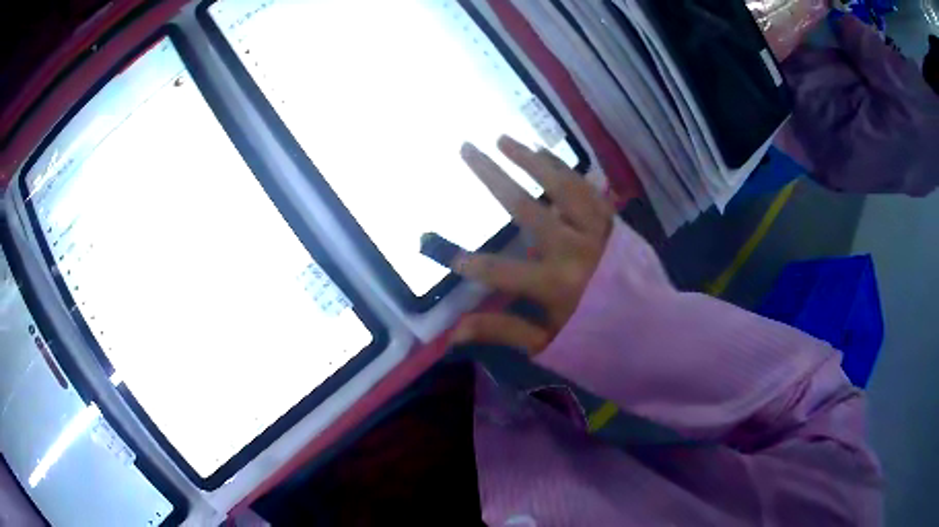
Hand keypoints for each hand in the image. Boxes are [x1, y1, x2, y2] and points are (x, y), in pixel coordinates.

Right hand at [445, 136, 614, 354]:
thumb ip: (503, 331)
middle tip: (467, 149)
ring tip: (503, 139)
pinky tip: (545, 153)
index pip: (500, 271)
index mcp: (555, 285)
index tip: (448, 254)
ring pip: (560, 186)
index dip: (471, 263)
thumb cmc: (599, 340)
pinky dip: (565, 170)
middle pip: (526, 207)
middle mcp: (573, 249)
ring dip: (530, 160)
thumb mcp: (549, 343)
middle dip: (492, 176)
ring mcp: (596, 231)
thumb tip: (455, 332)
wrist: (655, 328)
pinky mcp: (612, 222)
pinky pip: (587, 188)